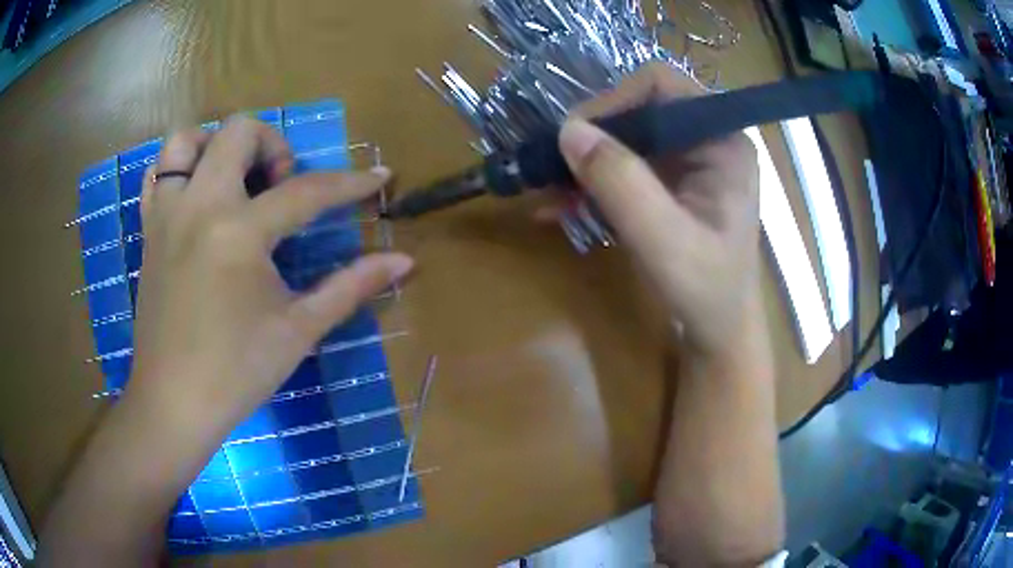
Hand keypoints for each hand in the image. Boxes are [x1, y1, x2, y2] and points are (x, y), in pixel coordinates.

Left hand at [130, 117, 413, 435]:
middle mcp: (199, 206)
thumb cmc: (237, 372)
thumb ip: (351, 286)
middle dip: (273, 145)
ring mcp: (167, 215)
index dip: (350, 184)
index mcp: (239, 232)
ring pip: (186, 140)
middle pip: (239, 132)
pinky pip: (157, 175)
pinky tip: (198, 196)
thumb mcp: (299, 330)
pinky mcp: (149, 230)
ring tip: (234, 179)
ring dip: (216, 146)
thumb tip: (404, 261)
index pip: (306, 191)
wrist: (173, 402)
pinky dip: (180, 169)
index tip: (378, 178)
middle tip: (282, 186)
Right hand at [556, 62, 761, 357]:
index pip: (663, 85)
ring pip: (625, 137)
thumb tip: (568, 130)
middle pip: (639, 108)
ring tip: (549, 191)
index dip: (615, 99)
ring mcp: (687, 162)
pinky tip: (560, 206)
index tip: (577, 137)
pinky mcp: (669, 184)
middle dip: (593, 136)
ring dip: (585, 162)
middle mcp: (707, 140)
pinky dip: (591, 183)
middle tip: (554, 168)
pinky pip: (623, 167)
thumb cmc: (706, 291)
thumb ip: (621, 183)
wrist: (717, 332)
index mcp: (722, 141)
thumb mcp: (664, 240)